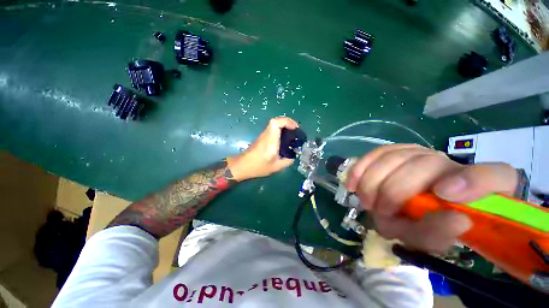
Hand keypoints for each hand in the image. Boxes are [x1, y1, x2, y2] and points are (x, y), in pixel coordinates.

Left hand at [226, 117, 298, 180]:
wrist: (242, 166)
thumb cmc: (258, 167)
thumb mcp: (276, 167)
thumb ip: (287, 161)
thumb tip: (294, 156)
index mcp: (270, 141)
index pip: (275, 123)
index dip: (287, 122)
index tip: (295, 128)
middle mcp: (266, 135)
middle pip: (275, 121)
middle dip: (287, 122)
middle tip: (295, 130)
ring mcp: (263, 135)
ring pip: (274, 124)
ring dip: (284, 125)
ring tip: (292, 133)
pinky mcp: (262, 138)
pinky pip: (272, 129)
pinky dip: (280, 129)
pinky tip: (284, 138)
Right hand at [346, 144, 518, 252]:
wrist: (405, 206)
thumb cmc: (415, 224)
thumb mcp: (432, 238)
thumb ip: (441, 233)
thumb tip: (455, 218)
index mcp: (471, 183)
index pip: (486, 175)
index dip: (471, 182)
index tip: (444, 197)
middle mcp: (444, 161)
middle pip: (420, 165)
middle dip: (394, 193)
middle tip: (380, 212)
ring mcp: (415, 152)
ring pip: (392, 158)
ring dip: (374, 183)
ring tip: (367, 201)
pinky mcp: (392, 151)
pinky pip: (374, 154)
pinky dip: (360, 168)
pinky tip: (352, 183)